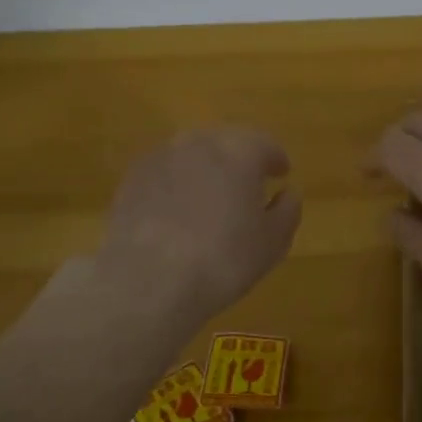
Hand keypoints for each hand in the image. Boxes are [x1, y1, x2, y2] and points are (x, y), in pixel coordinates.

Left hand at [97, 128, 301, 319]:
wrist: (148, 280)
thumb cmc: (223, 260)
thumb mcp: (272, 242)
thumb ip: (287, 210)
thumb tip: (288, 192)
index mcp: (240, 151)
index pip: (265, 144)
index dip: (276, 159)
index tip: (281, 174)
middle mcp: (200, 142)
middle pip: (227, 142)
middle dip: (239, 159)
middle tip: (247, 184)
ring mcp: (161, 156)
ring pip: (192, 154)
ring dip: (206, 168)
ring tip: (211, 197)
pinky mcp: (133, 177)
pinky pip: (166, 171)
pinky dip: (177, 183)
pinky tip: (178, 210)